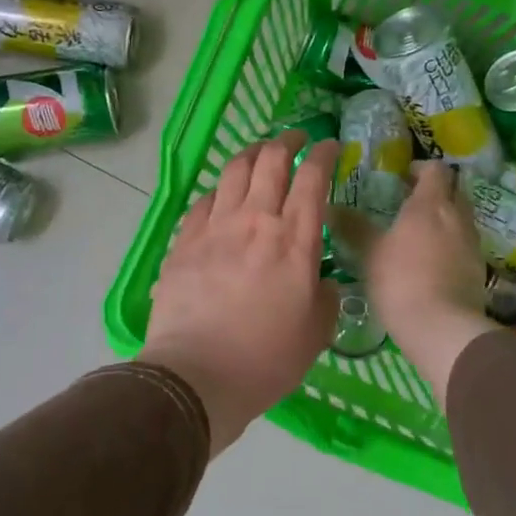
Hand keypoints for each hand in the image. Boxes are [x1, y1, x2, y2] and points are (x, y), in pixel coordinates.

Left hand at [141, 132, 339, 456]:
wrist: (197, 375)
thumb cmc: (266, 358)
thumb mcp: (316, 333)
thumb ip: (326, 298)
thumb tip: (323, 282)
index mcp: (294, 239)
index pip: (313, 178)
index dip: (324, 154)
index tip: (330, 146)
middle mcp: (255, 220)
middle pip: (271, 160)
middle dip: (287, 141)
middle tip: (296, 139)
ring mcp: (215, 227)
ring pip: (233, 170)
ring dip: (251, 154)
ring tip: (259, 153)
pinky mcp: (184, 241)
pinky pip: (203, 201)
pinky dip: (218, 190)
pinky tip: (221, 196)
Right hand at [367, 162, 497, 408]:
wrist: (442, 328)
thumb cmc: (401, 280)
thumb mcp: (369, 252)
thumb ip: (353, 227)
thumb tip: (330, 207)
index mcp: (430, 204)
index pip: (436, 170)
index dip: (421, 168)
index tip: (403, 177)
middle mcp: (457, 217)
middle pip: (455, 190)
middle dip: (436, 191)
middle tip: (411, 203)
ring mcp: (472, 244)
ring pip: (462, 218)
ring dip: (445, 219)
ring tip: (419, 234)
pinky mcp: (478, 270)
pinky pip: (465, 245)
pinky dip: (451, 245)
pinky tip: (432, 262)